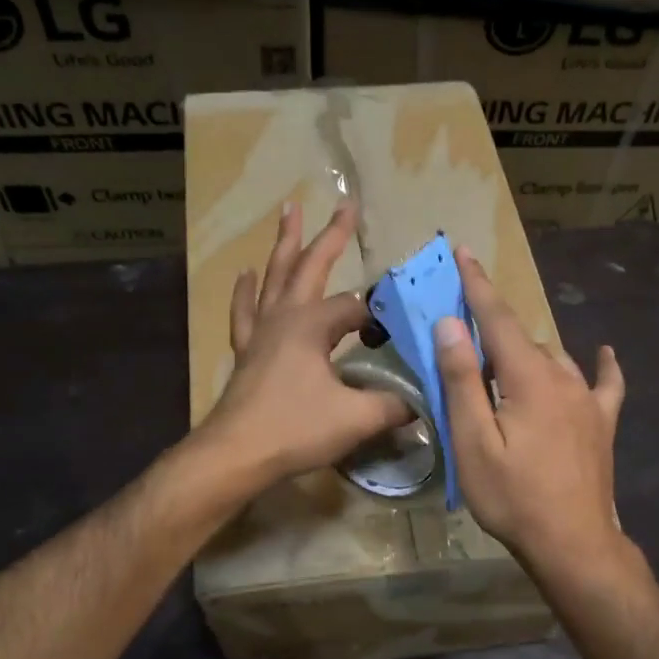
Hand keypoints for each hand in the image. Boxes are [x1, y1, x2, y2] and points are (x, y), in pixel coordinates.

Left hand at [199, 201, 408, 488]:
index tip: (398, 340)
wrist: (236, 454)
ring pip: (275, 276)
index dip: (381, 320)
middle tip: (345, 204)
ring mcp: (260, 331)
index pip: (357, 309)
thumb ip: (394, 405)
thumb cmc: (295, 429)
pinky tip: (246, 273)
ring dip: (285, 243)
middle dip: (331, 235)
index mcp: (312, 325)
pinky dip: (246, 290)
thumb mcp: (356, 418)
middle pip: (311, 265)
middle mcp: (285, 317)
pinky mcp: (245, 351)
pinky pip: (245, 311)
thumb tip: (423, 402)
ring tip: (289, 210)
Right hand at [434, 248, 628, 580]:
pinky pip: (605, 384)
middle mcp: (563, 377)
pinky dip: (601, 366)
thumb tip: (452, 324)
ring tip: (501, 360)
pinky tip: (605, 354)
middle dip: (493, 324)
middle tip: (463, 327)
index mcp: (528, 378)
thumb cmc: (513, 497)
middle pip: (523, 338)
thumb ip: (463, 380)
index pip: (498, 318)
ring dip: (526, 351)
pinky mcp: (602, 424)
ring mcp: (587, 401)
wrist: (573, 544)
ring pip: (553, 358)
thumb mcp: (473, 442)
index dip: (478, 285)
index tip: (463, 252)